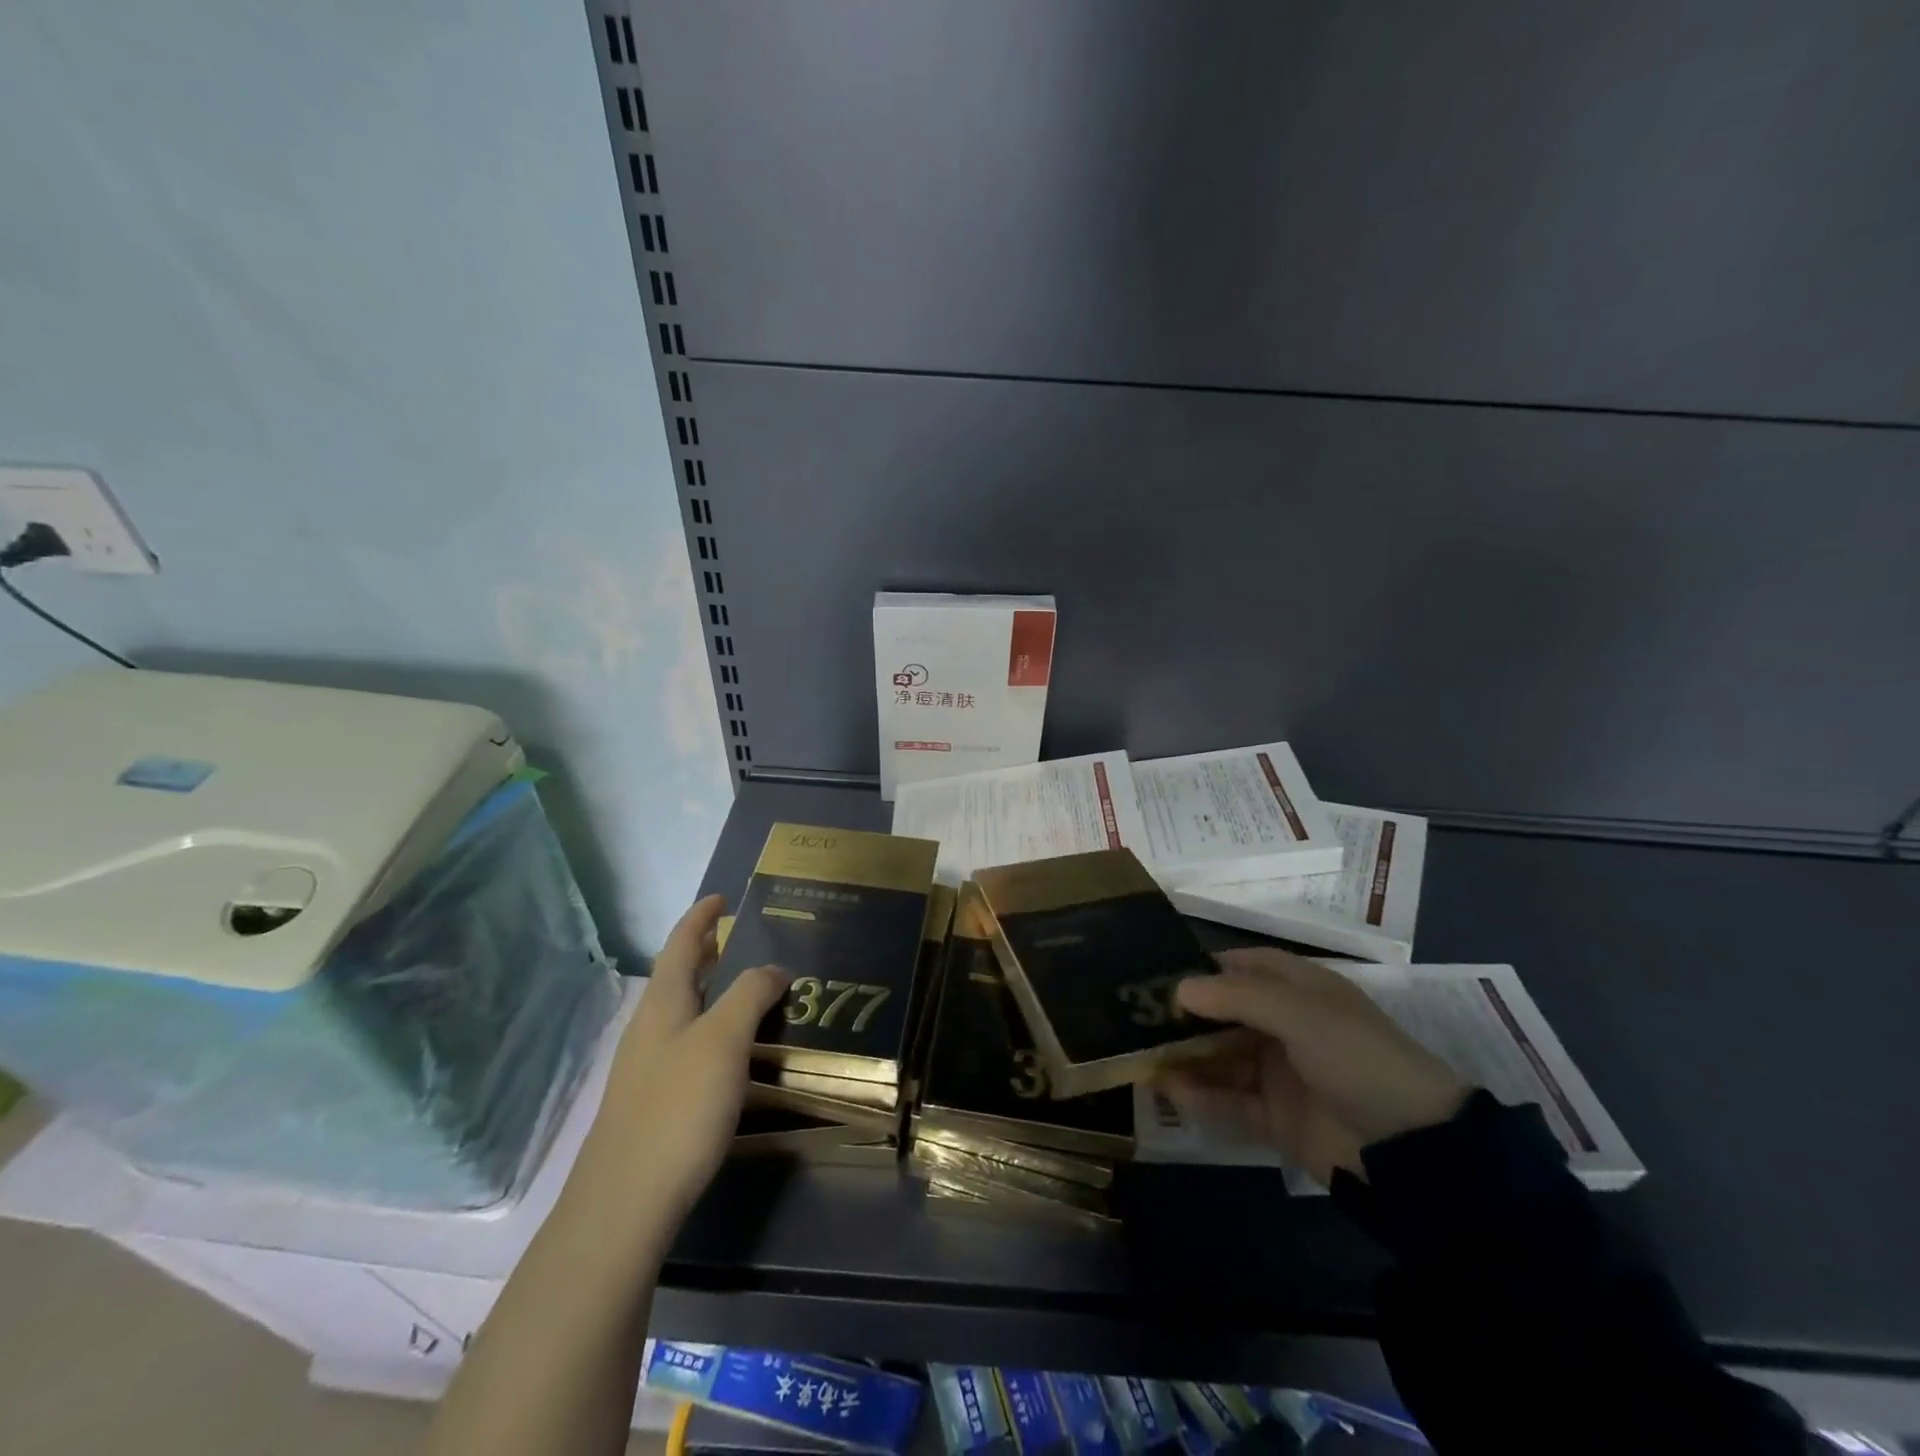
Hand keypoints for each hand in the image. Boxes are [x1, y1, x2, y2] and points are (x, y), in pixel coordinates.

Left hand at [572, 895, 788, 1233]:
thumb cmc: (678, 1108)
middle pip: (677, 976)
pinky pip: (686, 1046)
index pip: (681, 944)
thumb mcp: (724, 1041)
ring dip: (710, 991)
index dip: (701, 917)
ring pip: (682, 1013)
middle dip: (705, 952)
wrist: (625, 1203)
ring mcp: (646, 1069)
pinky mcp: (652, 1104)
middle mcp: (649, 1029)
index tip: (722, 897)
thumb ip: (750, 995)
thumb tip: (773, 968)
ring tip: (745, 989)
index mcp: (663, 1004)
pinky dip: (711, 1029)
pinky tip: (731, 1052)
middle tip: (738, 938)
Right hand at [1163, 948, 1467, 1184]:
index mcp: (1301, 991)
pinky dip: (1200, 1096)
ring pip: (1222, 1058)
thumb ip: (1236, 998)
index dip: (1206, 967)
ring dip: (1186, 1056)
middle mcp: (1286, 1027)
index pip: (1245, 967)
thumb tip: (1179, 989)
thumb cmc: (1358, 1058)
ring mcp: (1280, 1074)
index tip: (1160, 972)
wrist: (1413, 1151)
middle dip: (1185, 1015)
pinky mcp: (1276, 1117)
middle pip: (1225, 1013)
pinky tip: (1169, 1090)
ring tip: (1141, 1054)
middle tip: (1136, 1016)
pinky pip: (1229, 1101)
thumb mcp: (1301, 1014)